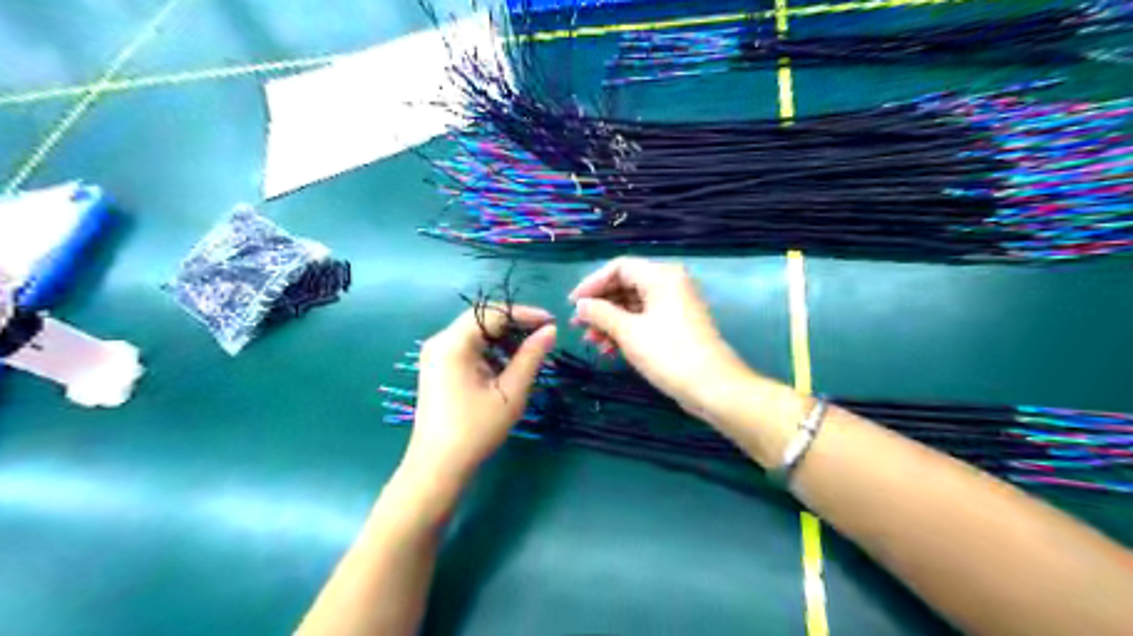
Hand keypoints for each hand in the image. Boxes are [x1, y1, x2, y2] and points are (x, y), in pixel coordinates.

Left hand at [407, 305, 556, 485]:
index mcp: (454, 344)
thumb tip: (550, 330)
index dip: (525, 314)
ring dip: (503, 337)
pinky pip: (467, 346)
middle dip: (514, 324)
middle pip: (482, 318)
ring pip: (475, 331)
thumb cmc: (476, 430)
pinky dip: (489, 349)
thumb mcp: (510, 392)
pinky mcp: (437, 366)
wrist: (438, 466)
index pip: (493, 313)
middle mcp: (440, 341)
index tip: (551, 322)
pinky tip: (506, 365)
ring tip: (529, 352)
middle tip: (543, 335)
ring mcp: (436, 354)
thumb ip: (531, 357)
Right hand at [566, 256, 748, 410]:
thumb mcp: (629, 332)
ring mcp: (673, 305)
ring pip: (632, 305)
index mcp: (661, 276)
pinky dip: (625, 331)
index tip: (572, 304)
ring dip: (609, 322)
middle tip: (577, 325)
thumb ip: (600, 314)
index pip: (619, 267)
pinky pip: (644, 320)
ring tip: (590, 341)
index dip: (592, 284)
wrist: (713, 387)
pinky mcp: (675, 325)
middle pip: (625, 285)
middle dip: (599, 306)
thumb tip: (580, 306)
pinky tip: (609, 349)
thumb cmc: (669, 354)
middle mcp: (669, 284)